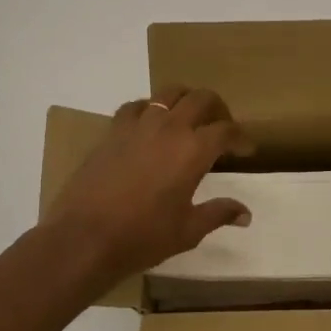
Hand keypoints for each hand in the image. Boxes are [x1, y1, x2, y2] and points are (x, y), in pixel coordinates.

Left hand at [45, 86, 252, 283]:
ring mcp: (138, 125)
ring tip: (188, 118)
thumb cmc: (143, 237)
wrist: (85, 237)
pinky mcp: (112, 131)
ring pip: (169, 93)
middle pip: (202, 99)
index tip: (246, 149)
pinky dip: (150, 109)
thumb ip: (218, 214)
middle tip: (221, 128)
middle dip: (218, 109)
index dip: (241, 137)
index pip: (227, 130)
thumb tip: (245, 213)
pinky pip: (136, 106)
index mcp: (194, 150)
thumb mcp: (188, 230)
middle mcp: (169, 128)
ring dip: (185, 100)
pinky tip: (150, 125)